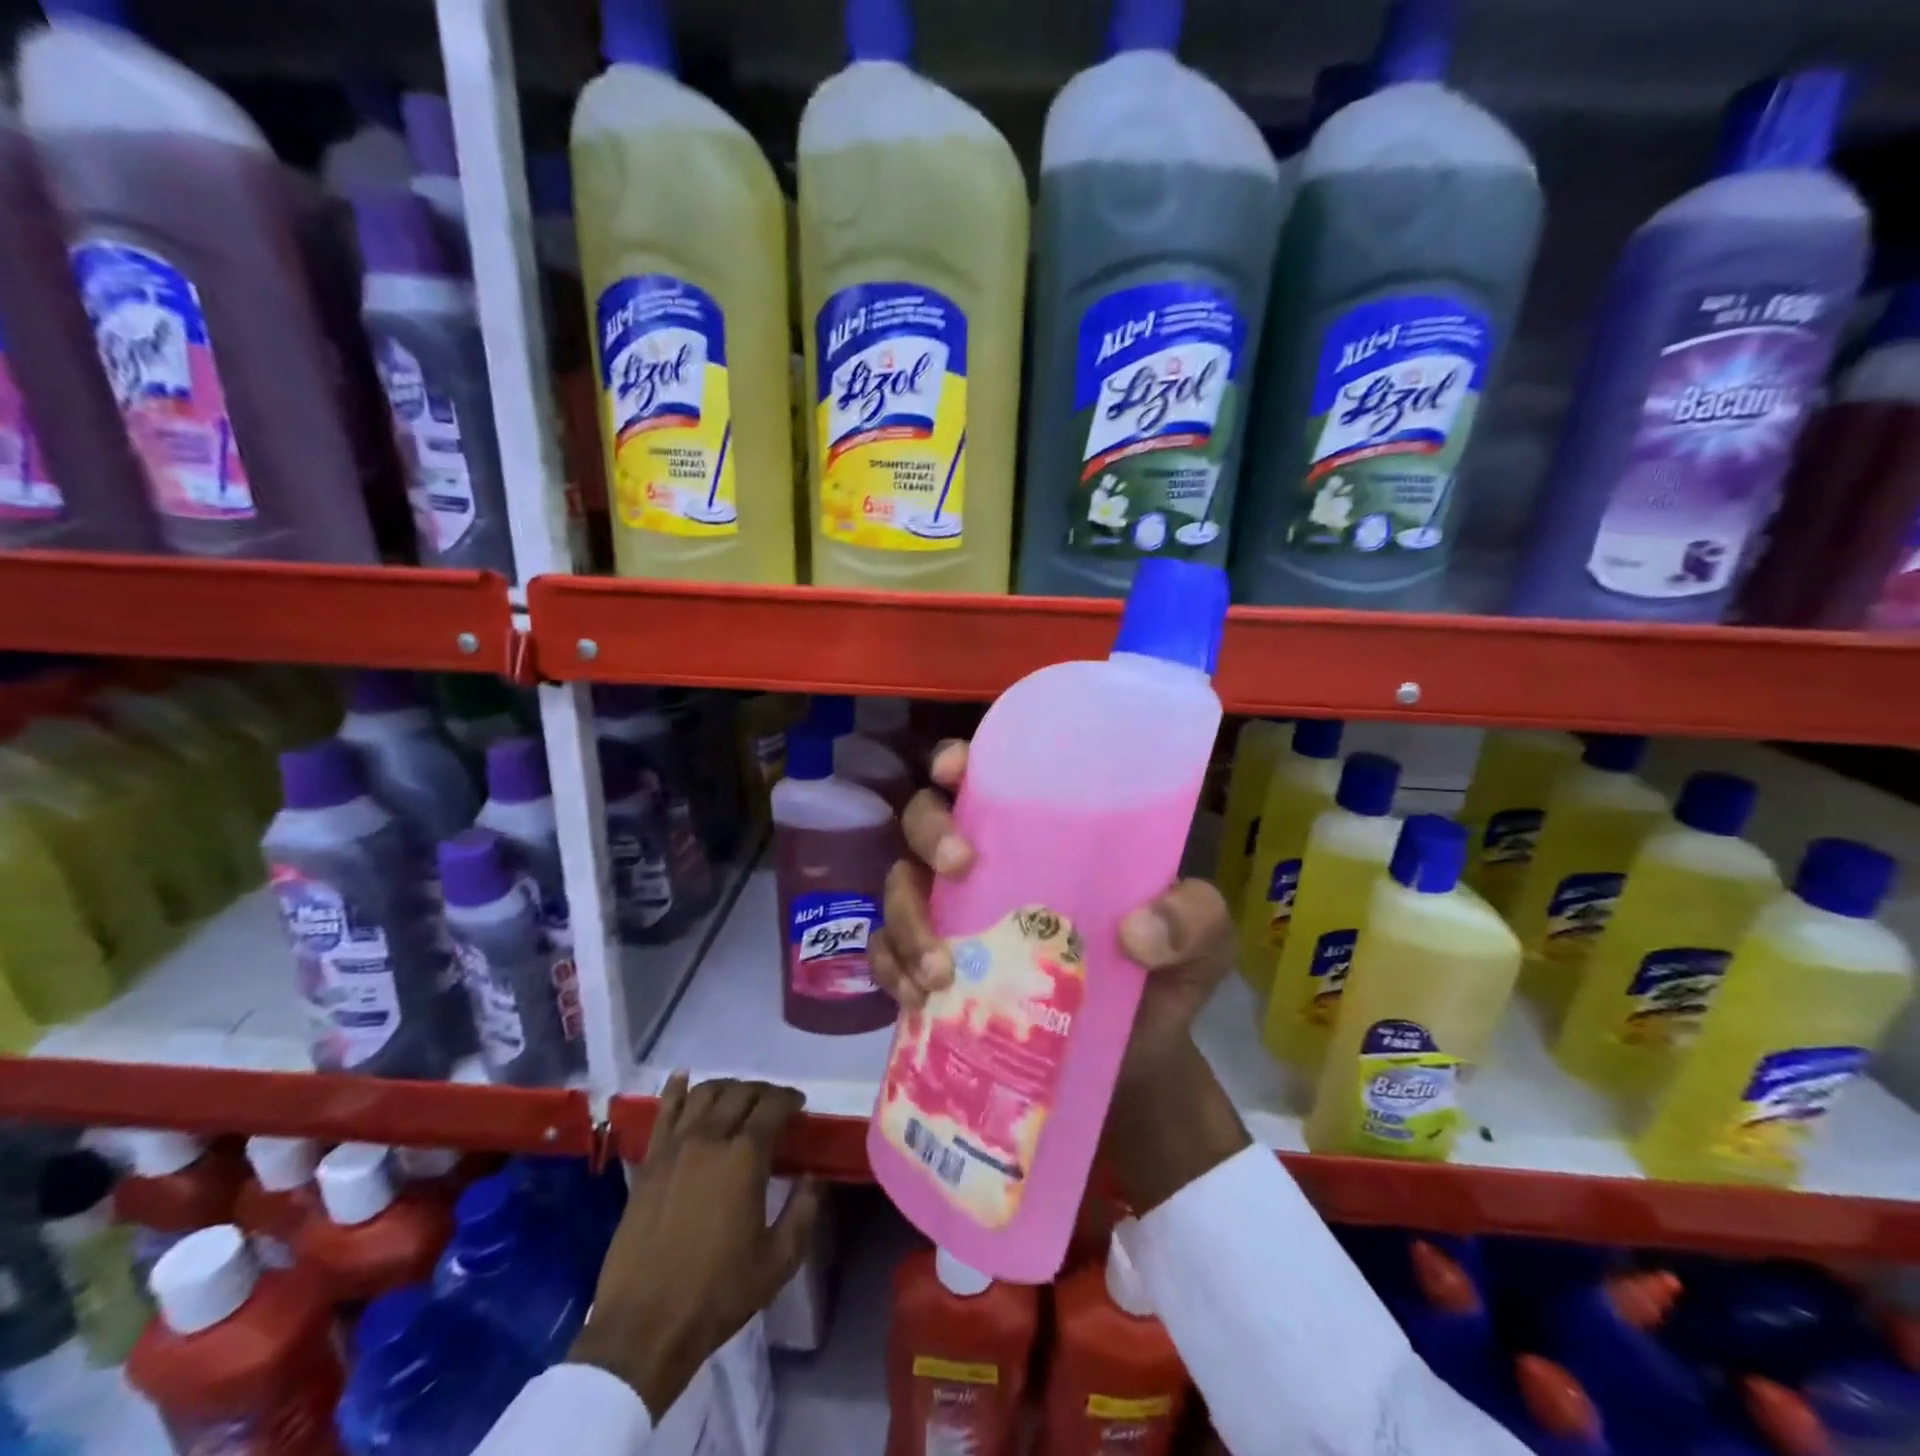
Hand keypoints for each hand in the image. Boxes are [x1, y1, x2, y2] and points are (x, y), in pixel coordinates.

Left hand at [570, 1075, 821, 1415]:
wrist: (644, 1328)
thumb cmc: (718, 1294)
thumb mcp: (778, 1261)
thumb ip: (803, 1211)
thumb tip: (812, 1176)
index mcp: (745, 1157)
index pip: (773, 1106)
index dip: (790, 1099)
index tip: (799, 1104)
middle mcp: (710, 1139)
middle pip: (740, 1093)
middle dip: (762, 1091)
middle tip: (773, 1104)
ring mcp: (674, 1148)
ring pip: (704, 1093)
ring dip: (726, 1087)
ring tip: (737, 1098)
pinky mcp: (648, 1163)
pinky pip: (664, 1111)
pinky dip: (676, 1089)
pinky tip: (683, 1077)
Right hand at [871, 740, 1237, 1087]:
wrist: (1134, 1066)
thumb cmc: (1163, 980)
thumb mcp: (1201, 941)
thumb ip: (1193, 920)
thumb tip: (1136, 932)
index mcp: (1044, 836)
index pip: (987, 776)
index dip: (958, 761)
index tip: (955, 772)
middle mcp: (990, 865)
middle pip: (926, 819)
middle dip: (929, 834)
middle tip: (960, 868)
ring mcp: (956, 917)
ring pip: (900, 887)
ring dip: (906, 919)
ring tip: (941, 973)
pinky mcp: (936, 970)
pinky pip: (887, 954)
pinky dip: (891, 970)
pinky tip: (918, 999)